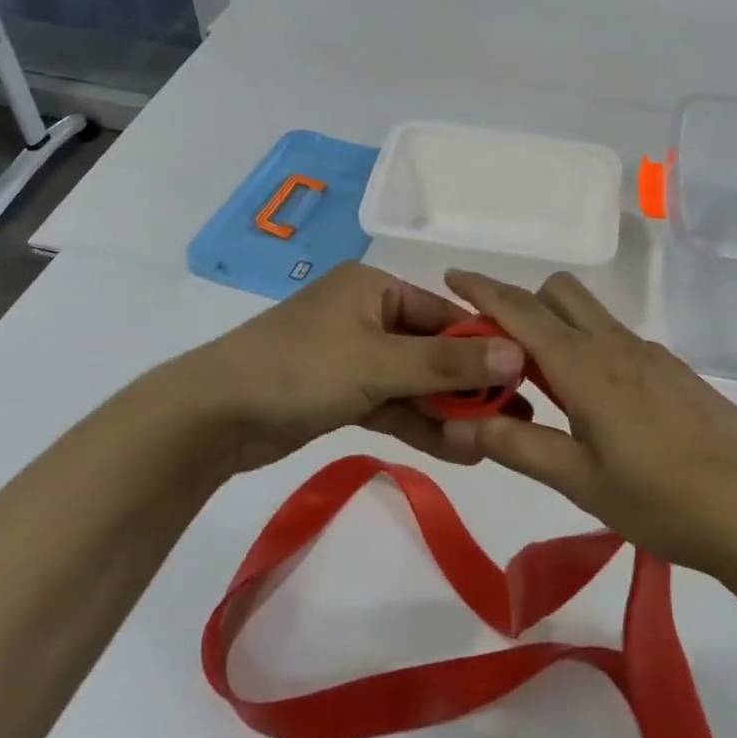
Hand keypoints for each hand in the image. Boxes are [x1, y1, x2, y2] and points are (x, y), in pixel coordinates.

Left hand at [174, 264, 525, 474]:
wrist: (211, 418)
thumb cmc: (300, 370)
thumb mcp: (379, 363)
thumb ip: (448, 362)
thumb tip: (517, 354)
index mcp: (374, 288)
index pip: (444, 314)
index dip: (485, 345)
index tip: (525, 376)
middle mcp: (366, 315)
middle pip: (432, 349)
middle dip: (469, 385)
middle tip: (515, 416)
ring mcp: (352, 356)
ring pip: (414, 382)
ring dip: (448, 411)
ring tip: (494, 441)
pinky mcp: (340, 393)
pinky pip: (391, 403)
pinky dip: (419, 423)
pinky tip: (458, 449)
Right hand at [441, 270, 736, 585]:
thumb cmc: (665, 501)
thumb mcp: (581, 482)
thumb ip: (520, 445)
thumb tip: (465, 421)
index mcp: (586, 366)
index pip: (522, 310)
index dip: (483, 290)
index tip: (452, 276)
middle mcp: (617, 345)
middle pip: (560, 293)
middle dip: (522, 304)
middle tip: (501, 355)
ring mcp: (652, 355)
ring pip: (591, 316)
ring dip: (556, 330)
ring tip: (546, 391)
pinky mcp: (676, 372)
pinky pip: (618, 341)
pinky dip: (590, 351)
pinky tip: (601, 410)